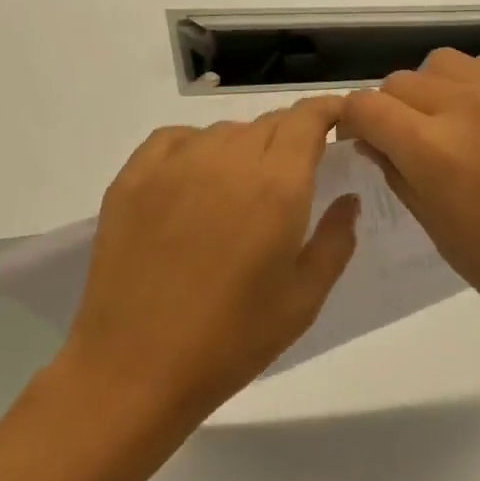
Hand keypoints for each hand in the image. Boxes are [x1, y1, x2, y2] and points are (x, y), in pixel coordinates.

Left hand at [60, 97, 358, 421]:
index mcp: (276, 185)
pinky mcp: (132, 178)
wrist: (135, 369)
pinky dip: (195, 147)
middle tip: (294, 172)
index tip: (337, 120)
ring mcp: (174, 165)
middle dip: (290, 136)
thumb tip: (347, 199)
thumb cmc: (232, 341)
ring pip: (223, 132)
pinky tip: (196, 180)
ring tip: (241, 189)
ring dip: (244, 147)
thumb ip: (335, 240)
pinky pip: (175, 139)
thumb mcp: (303, 299)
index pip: (307, 119)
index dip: (326, 111)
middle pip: (268, 123)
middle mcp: (227, 160)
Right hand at [340, 51, 479, 387]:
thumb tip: (377, 143)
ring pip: (446, 64)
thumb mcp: (442, 233)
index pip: (367, 106)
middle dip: (390, 110)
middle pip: (402, 81)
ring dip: (433, 91)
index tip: (361, 143)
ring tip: (451, 127)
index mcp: (436, 150)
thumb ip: (401, 177)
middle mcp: (470, 106)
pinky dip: (476, 86)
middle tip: (406, 144)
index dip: (352, 123)